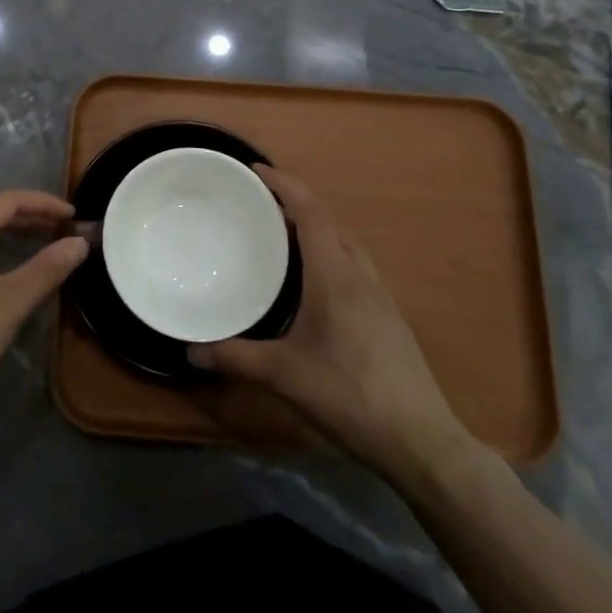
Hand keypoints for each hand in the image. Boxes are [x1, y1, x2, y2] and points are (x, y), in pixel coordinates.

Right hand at [187, 167, 476, 481]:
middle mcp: (360, 274)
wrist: (421, 441)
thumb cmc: (349, 396)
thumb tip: (190, 351)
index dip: (284, 184)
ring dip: (316, 229)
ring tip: (283, 238)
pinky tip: (314, 285)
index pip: (311, 211)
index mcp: (334, 274)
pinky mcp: (389, 317)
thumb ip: (236, 358)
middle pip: (329, 221)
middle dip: (296, 204)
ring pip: (345, 244)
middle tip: (260, 205)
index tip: (255, 171)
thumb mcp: (284, 376)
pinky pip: (354, 266)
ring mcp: (380, 295)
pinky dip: (330, 255)